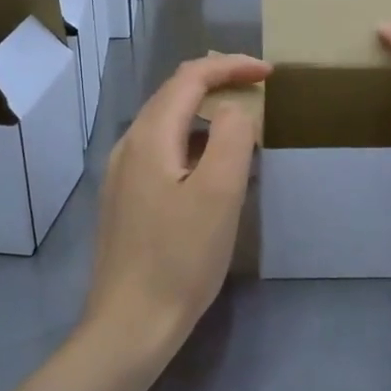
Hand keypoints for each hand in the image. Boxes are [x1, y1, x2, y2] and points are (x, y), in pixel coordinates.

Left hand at [85, 53, 269, 365]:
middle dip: (217, 81)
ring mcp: (121, 174)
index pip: (190, 78)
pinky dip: (192, 140)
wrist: (129, 324)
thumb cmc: (180, 259)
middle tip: (258, 88)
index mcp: (149, 137)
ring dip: (205, 111)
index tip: (269, 73)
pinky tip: (211, 165)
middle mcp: (128, 146)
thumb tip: (233, 111)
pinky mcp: (124, 199)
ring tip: (242, 122)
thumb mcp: (219, 195)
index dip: (230, 66)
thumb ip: (232, 139)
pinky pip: (161, 150)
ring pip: (166, 122)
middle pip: (173, 94)